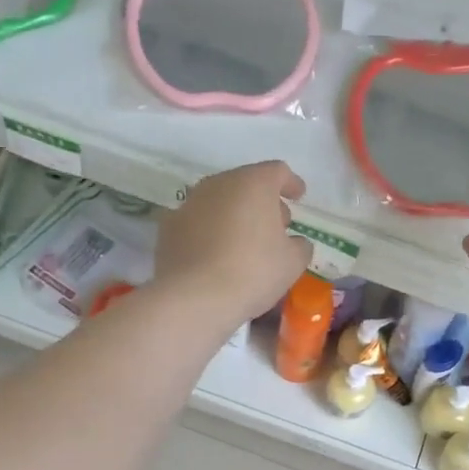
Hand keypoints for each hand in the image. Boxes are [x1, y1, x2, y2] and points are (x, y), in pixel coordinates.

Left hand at [155, 161, 310, 331]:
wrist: (194, 297)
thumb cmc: (253, 272)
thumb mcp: (292, 263)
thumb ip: (300, 245)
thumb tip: (295, 242)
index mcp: (253, 183)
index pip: (277, 172)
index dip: (291, 183)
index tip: (298, 196)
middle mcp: (218, 184)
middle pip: (246, 183)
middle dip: (262, 201)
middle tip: (275, 226)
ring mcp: (189, 203)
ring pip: (219, 201)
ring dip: (234, 214)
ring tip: (245, 241)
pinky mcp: (168, 226)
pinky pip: (197, 222)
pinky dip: (209, 230)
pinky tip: (215, 253)